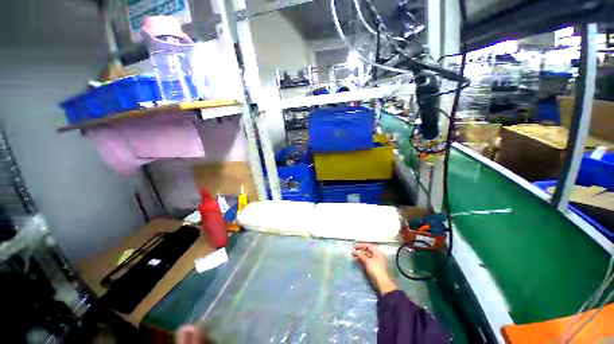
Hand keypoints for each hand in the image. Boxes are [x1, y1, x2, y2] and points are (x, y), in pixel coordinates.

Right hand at [352, 243, 397, 294]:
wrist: (381, 282)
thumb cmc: (375, 269)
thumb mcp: (367, 261)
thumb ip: (361, 255)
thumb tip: (356, 251)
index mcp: (377, 252)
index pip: (368, 246)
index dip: (361, 245)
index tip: (354, 247)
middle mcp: (376, 255)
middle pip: (367, 251)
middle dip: (359, 251)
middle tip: (352, 252)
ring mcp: (374, 261)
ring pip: (365, 256)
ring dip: (359, 256)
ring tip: (352, 256)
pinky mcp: (372, 267)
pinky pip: (365, 261)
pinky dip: (361, 260)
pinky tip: (355, 260)